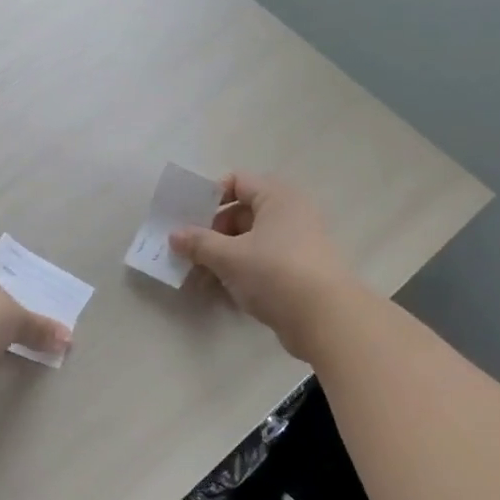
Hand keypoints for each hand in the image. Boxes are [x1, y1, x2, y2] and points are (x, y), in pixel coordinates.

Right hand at [169, 173, 354, 357]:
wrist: (324, 318)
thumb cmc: (274, 273)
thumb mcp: (229, 257)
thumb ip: (198, 243)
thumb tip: (174, 235)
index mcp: (277, 197)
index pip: (237, 181)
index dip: (209, 197)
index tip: (187, 219)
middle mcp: (290, 214)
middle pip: (241, 213)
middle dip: (211, 234)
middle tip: (187, 253)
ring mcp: (296, 244)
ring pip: (249, 242)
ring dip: (221, 257)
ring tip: (198, 278)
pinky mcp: (297, 271)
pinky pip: (261, 263)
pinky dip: (240, 272)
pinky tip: (219, 292)